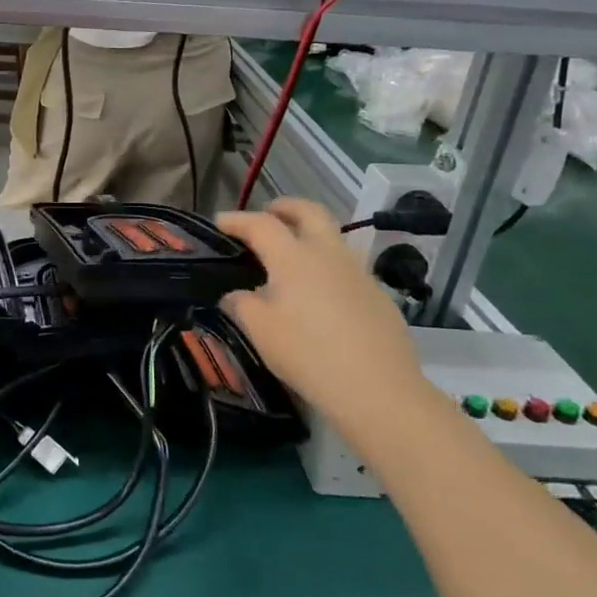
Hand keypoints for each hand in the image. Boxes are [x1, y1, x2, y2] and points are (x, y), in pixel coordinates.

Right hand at [216, 198, 431, 447]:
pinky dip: (326, 265)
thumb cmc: (308, 354)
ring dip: (309, 234)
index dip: (237, 220)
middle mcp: (328, 254)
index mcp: (294, 257)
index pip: (261, 224)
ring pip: (333, 237)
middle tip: (267, 214)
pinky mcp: (377, 295)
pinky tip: (318, 293)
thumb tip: (237, 294)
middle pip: (309, 212)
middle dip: (285, 207)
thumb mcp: (261, 331)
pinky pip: (346, 266)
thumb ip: (242, 304)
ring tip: (291, 255)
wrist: (377, 388)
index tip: (220, 222)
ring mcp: (358, 272)